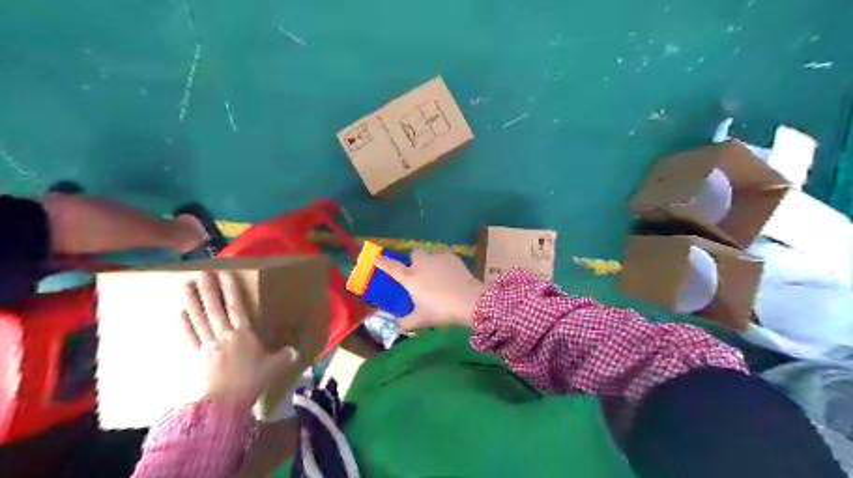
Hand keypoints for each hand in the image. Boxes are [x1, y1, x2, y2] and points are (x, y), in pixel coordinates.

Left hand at [177, 270, 300, 400]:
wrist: (223, 405)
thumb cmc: (252, 382)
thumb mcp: (276, 367)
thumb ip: (286, 355)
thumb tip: (297, 350)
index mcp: (244, 334)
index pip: (236, 306)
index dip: (230, 289)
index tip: (224, 274)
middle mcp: (224, 335)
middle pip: (215, 308)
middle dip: (208, 289)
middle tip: (202, 273)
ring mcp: (206, 345)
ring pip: (198, 319)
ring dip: (192, 301)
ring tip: (186, 285)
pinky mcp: (194, 358)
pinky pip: (188, 337)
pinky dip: (183, 325)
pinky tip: (179, 313)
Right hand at [373, 249, 486, 332]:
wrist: (469, 301)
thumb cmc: (441, 311)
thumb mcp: (420, 321)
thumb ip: (405, 323)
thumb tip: (398, 325)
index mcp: (410, 278)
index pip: (391, 267)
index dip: (382, 262)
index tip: (376, 257)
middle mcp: (421, 264)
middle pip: (414, 255)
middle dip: (414, 260)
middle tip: (419, 274)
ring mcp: (438, 259)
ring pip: (430, 255)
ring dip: (430, 263)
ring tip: (438, 277)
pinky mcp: (453, 257)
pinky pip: (444, 258)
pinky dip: (444, 265)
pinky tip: (451, 276)